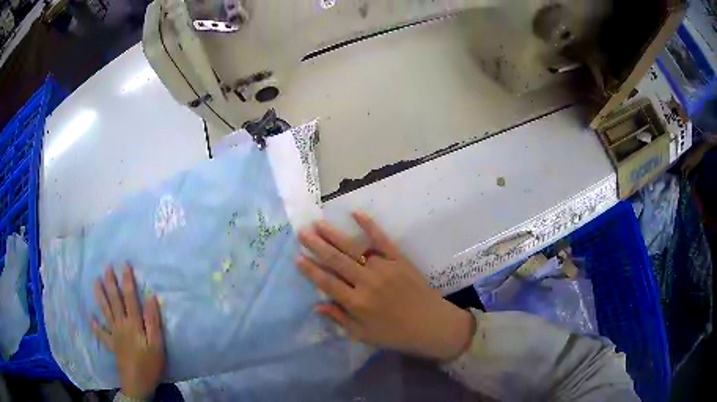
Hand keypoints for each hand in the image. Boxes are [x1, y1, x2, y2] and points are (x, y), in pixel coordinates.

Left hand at [91, 266, 164, 399]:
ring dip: (100, 296)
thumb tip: (151, 297)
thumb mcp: (157, 345)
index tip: (125, 265)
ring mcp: (114, 334)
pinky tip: (90, 317)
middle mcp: (121, 325)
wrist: (138, 384)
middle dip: (111, 283)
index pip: (130, 298)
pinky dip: (95, 325)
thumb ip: (153, 321)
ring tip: (95, 282)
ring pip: (105, 311)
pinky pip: (101, 333)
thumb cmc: (150, 364)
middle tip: (107, 267)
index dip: (127, 281)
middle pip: (115, 300)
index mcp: (134, 324)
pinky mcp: (111, 344)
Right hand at [297, 212, 474, 360]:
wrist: (431, 325)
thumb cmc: (395, 334)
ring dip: (334, 235)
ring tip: (318, 224)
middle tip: (302, 232)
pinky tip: (356, 214)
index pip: (327, 283)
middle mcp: (367, 282)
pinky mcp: (399, 259)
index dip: (310, 270)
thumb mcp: (364, 334)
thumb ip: (339, 319)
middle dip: (316, 246)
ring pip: (354, 248)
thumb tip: (316, 305)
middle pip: (336, 261)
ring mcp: (384, 268)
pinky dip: (369, 226)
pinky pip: (382, 240)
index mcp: (357, 303)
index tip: (296, 257)